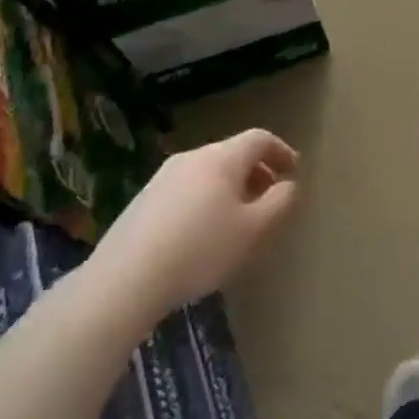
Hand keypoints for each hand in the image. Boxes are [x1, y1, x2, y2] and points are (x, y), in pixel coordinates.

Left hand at [89, 129, 299, 325]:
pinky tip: (203, 233)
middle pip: (233, 154)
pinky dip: (206, 199)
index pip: (259, 139)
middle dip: (257, 172)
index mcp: (222, 158)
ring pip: (208, 172)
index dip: (281, 151)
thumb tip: (287, 185)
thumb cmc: (201, 249)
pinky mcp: (142, 201)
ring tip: (239, 218)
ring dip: (231, 187)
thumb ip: (280, 201)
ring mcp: (162, 178)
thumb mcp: (255, 229)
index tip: (294, 170)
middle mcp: (192, 158)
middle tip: (270, 198)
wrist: (124, 280)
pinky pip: (187, 189)